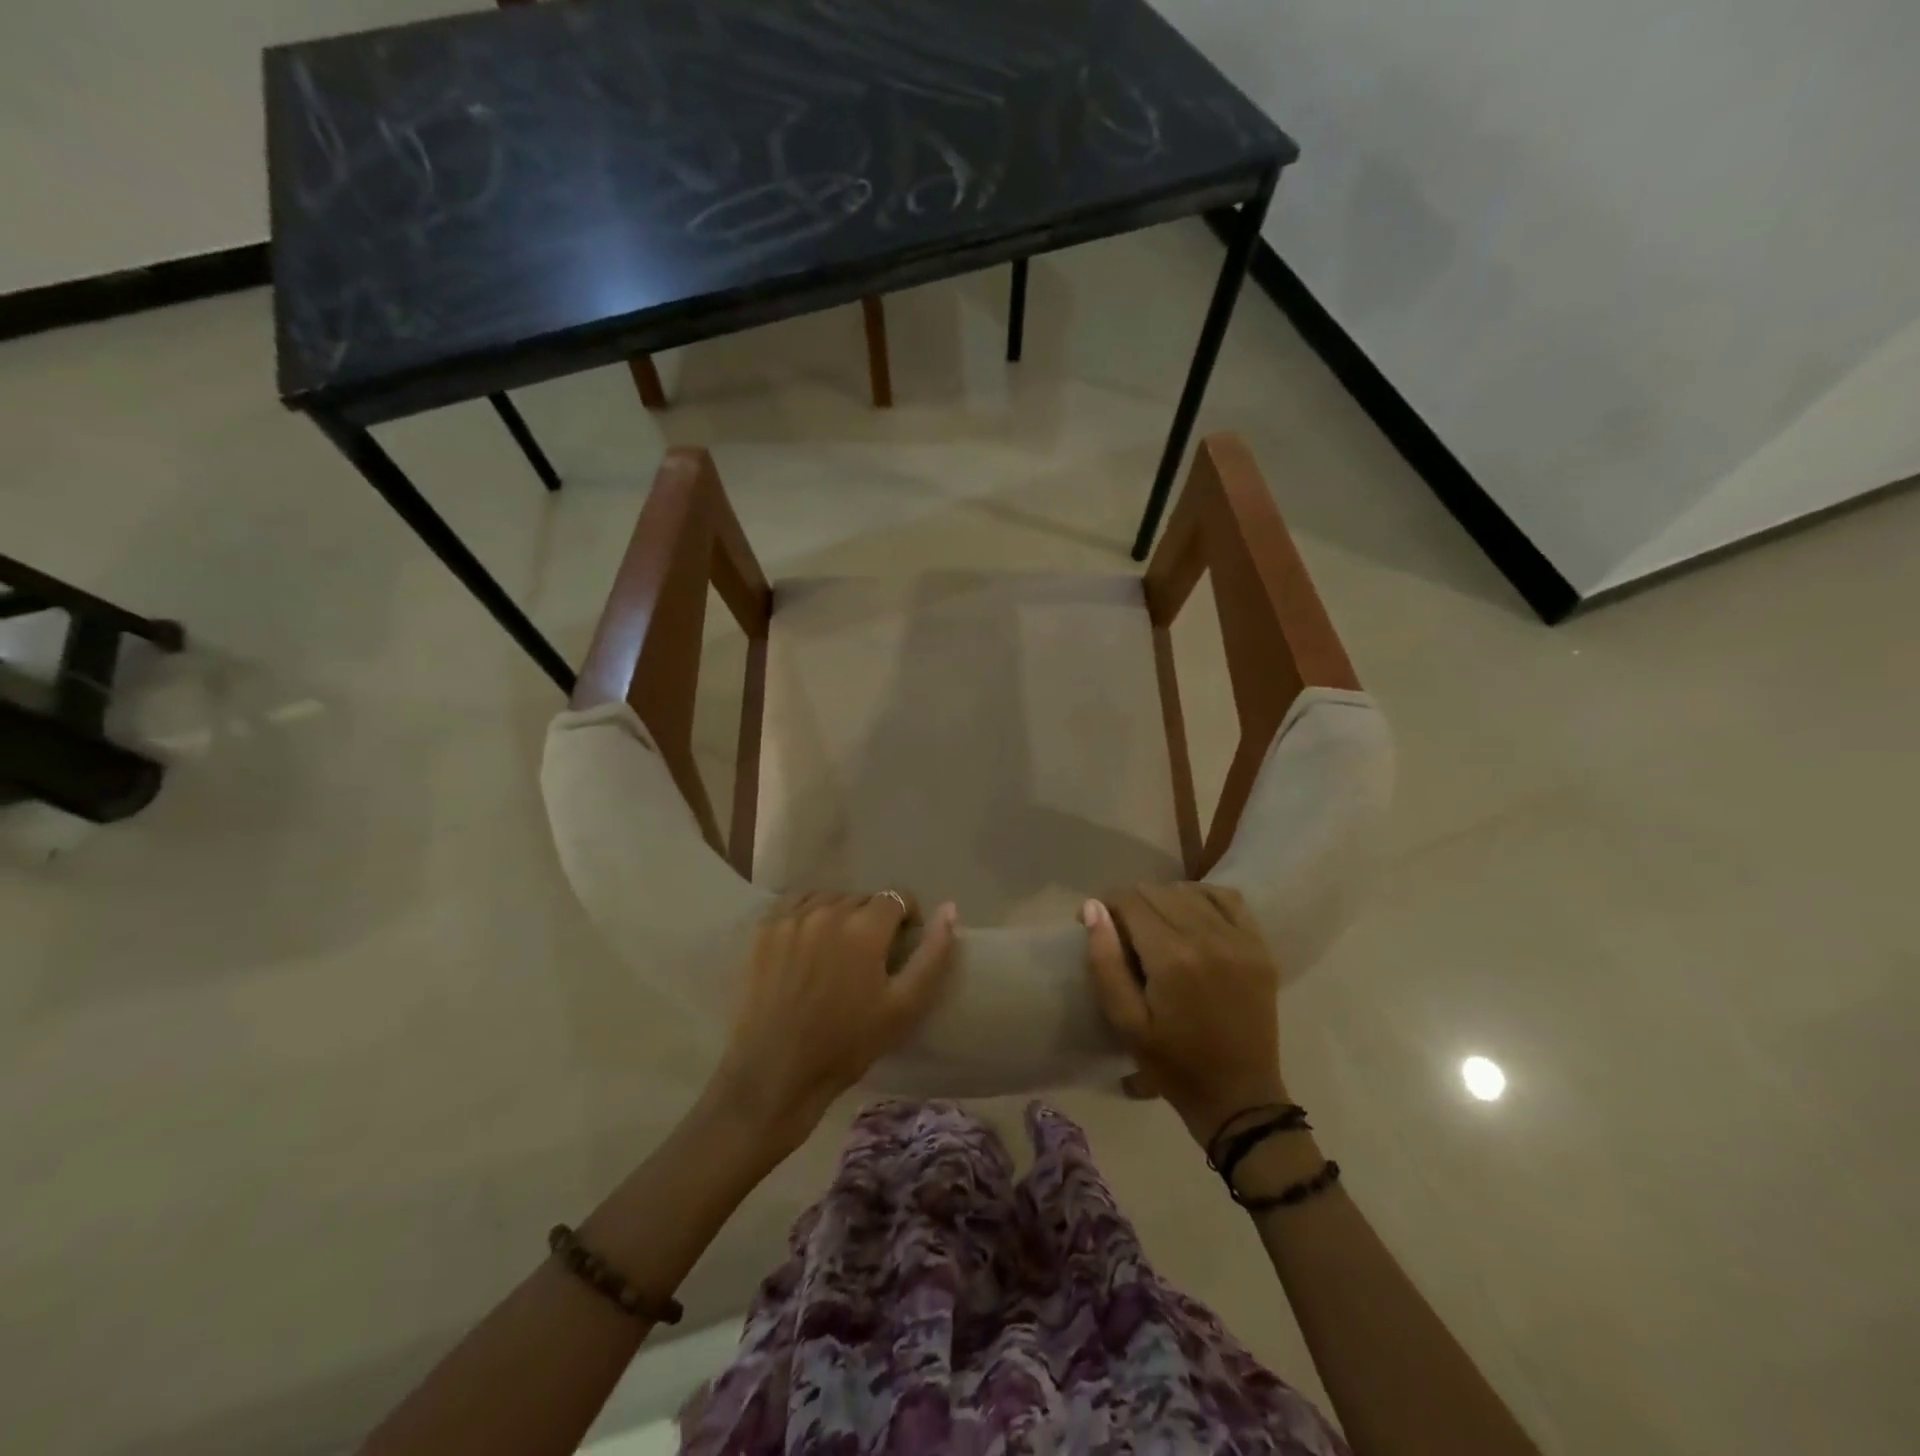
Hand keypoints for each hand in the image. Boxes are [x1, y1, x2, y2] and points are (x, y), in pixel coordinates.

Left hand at [706, 892, 958, 1154]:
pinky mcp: (765, 930)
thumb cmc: (848, 1044)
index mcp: (865, 927)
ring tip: (838, 951)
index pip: (897, 898)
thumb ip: (933, 954)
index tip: (903, 945)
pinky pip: (796, 904)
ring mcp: (792, 918)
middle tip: (870, 957)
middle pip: (863, 899)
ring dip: (841, 916)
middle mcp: (828, 911)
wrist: (776, 1072)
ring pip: (830, 899)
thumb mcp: (905, 1006)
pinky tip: (809, 942)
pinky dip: (809, 914)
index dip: (907, 918)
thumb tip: (950, 908)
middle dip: (874, 920)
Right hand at [1083, 885, 1288, 1144]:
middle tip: (1121, 931)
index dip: (1104, 905)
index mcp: (1172, 958)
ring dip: (1163, 899)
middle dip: (1130, 903)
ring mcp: (1240, 940)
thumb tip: (1093, 908)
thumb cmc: (1174, 1065)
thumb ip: (1105, 962)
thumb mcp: (1125, 1022)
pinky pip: (1228, 899)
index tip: (1092, 922)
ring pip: (1189, 891)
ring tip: (1153, 925)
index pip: (1129, 901)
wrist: (1239, 1097)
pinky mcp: (1260, 947)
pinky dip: (1203, 896)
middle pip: (1157, 891)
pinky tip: (1190, 913)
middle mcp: (1208, 937)